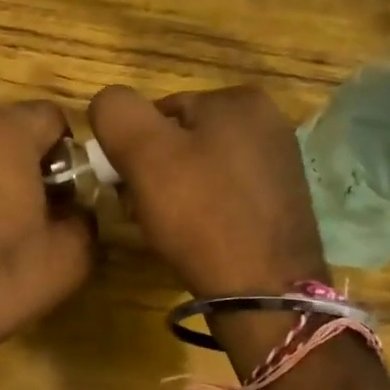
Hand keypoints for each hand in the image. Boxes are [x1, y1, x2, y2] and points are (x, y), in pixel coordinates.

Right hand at [89, 85, 327, 297]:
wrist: (263, 290)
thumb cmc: (201, 214)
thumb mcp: (143, 153)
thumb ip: (116, 112)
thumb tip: (107, 102)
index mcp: (239, 99)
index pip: (159, 111)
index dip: (133, 148)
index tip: (126, 185)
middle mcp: (268, 121)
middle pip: (182, 139)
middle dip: (155, 172)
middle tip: (143, 210)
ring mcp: (280, 163)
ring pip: (201, 168)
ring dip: (176, 193)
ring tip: (168, 228)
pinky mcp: (282, 201)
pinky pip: (225, 194)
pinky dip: (204, 210)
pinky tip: (197, 237)